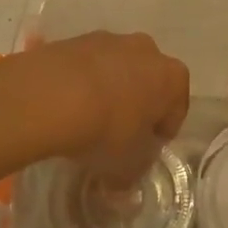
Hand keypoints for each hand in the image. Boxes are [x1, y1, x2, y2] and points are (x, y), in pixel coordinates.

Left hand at [27, 32, 189, 189]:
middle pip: (148, 82)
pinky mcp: (75, 40)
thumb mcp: (127, 166)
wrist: (50, 95)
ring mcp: (110, 39)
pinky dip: (81, 82)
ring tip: (87, 120)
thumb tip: (125, 188)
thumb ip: (133, 174)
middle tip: (117, 134)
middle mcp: (147, 50)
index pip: (177, 108)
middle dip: (137, 105)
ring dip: (108, 91)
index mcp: (172, 77)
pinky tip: (65, 105)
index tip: (145, 150)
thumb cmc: (107, 130)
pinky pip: (86, 66)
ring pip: (116, 70)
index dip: (162, 132)